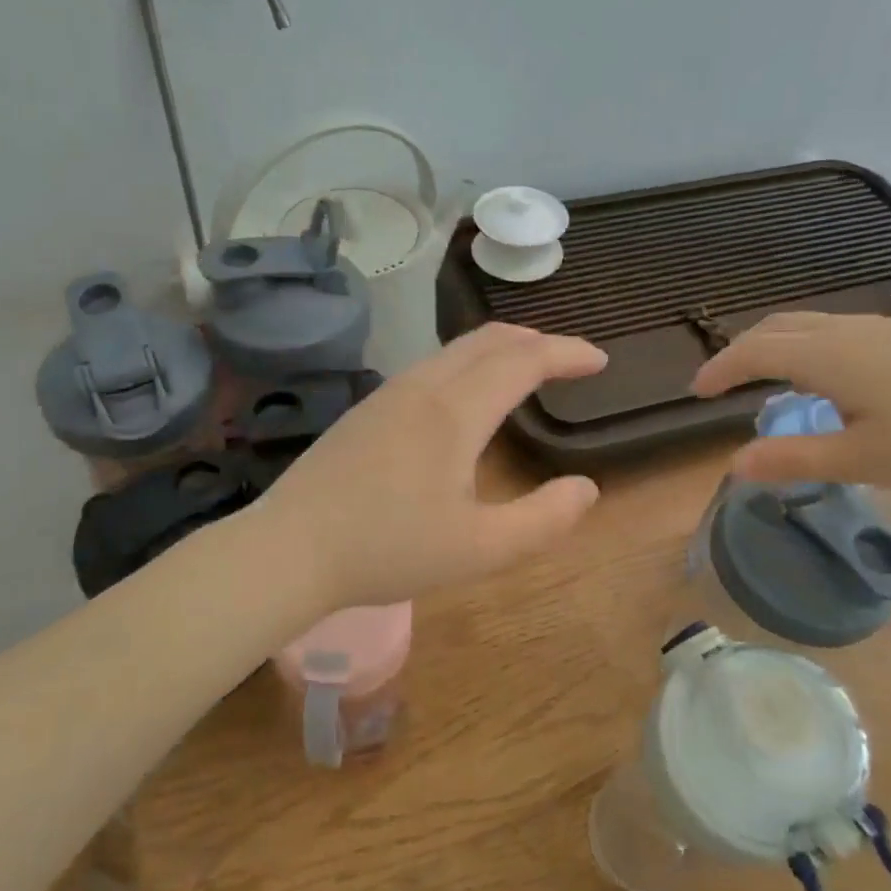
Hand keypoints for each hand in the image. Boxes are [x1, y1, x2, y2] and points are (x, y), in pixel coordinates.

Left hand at [255, 324, 607, 608]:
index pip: (524, 360)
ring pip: (456, 349)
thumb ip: (543, 520)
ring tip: (526, 371)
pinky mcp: (367, 408)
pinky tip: (467, 397)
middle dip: (537, 340)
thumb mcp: (479, 550)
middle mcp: (423, 387)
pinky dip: (468, 363)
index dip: (567, 353)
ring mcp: (389, 393)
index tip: (600, 361)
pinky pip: (431, 366)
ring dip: (500, 349)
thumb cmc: (388, 550)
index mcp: (455, 412)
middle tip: (568, 360)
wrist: (290, 549)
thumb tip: (586, 488)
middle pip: (489, 339)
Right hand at [692, 312, 890, 490]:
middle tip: (721, 383)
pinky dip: (804, 346)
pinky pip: (833, 331)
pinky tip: (822, 378)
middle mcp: (846, 331)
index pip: (754, 351)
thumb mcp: (863, 459)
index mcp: (827, 356)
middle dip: (740, 351)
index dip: (720, 369)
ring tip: (763, 380)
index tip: (696, 393)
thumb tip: (734, 464)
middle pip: (776, 327)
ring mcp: (879, 329)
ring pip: (806, 325)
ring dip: (773, 346)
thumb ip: (794, 459)